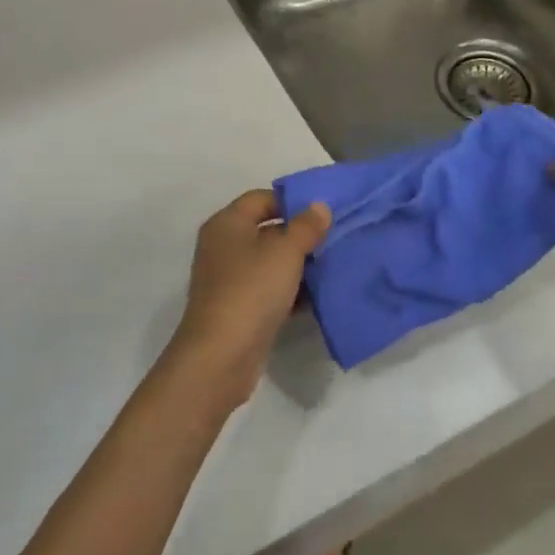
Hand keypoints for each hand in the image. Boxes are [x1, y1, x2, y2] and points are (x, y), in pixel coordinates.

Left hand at [168, 191, 330, 405]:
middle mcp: (223, 246)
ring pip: (269, 262)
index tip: (322, 213)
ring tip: (331, 267)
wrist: (221, 356)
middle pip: (266, 230)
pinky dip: (289, 292)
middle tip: (333, 239)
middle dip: (299, 235)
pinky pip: (268, 290)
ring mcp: (228, 279)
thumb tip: (319, 206)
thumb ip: (305, 226)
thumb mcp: (285, 252)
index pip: (261, 198)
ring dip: (297, 265)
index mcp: (227, 223)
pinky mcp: (238, 309)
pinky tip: (317, 298)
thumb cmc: (251, 290)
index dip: (291, 202)